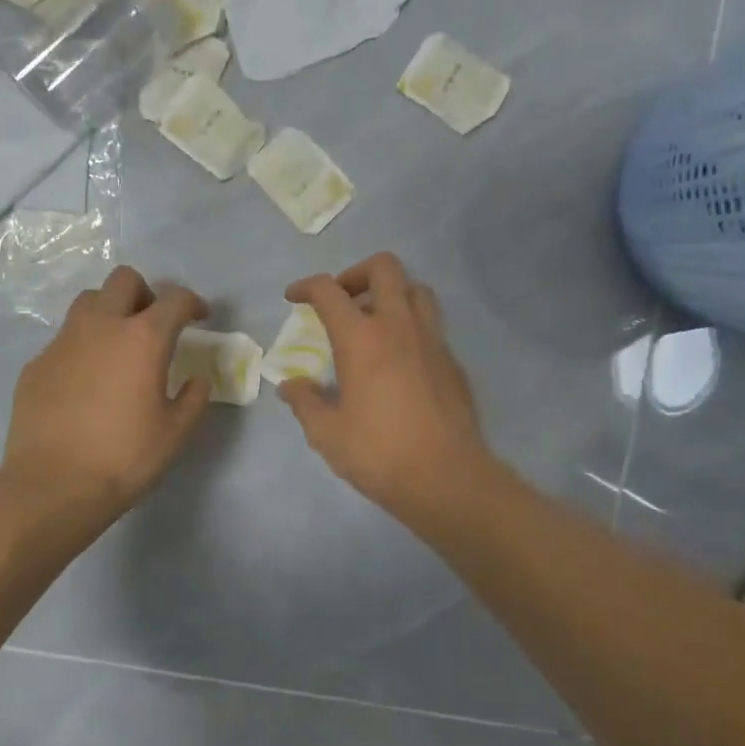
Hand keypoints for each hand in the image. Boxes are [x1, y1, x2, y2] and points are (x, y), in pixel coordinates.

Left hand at [2, 266, 210, 519]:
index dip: (192, 303)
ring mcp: (63, 342)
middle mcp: (101, 326)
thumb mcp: (175, 433)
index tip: (199, 318)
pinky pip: (65, 340)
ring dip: (110, 311)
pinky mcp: (36, 363)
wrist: (52, 486)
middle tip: (154, 324)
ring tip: (118, 346)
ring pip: (89, 301)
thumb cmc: (124, 458)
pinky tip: (86, 383)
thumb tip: (196, 380)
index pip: (174, 298)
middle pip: (124, 280)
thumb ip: (193, 398)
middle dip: (146, 293)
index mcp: (143, 338)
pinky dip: (83, 347)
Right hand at [279, 254, 491, 520]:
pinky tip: (400, 361)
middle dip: (356, 273)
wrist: (446, 478)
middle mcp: (399, 326)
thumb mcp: (327, 433)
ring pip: (416, 289)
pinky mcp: (452, 361)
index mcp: (362, 339)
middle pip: (384, 267)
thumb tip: (292, 386)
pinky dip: (411, 327)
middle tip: (343, 301)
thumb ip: (305, 402)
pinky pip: (431, 325)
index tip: (294, 298)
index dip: (306, 286)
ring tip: (374, 323)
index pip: (329, 291)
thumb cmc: (379, 453)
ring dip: (391, 294)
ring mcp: (432, 340)